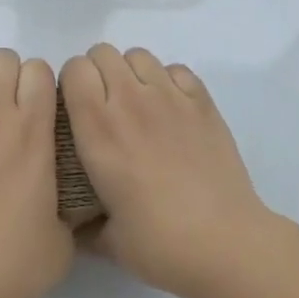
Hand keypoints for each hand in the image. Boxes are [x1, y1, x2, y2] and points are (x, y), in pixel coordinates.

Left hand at [0, 48, 72, 297]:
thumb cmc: (9, 265)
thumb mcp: (63, 242)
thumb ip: (71, 209)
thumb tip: (73, 204)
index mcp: (32, 132)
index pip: (39, 70)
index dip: (41, 84)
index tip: (39, 108)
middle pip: (3, 59)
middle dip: (9, 78)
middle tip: (7, 111)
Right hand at [61, 44, 276, 297]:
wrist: (226, 245)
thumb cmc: (160, 244)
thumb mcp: (108, 241)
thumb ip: (83, 226)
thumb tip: (73, 225)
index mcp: (97, 129)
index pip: (74, 68)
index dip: (72, 82)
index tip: (77, 107)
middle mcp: (129, 101)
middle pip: (103, 53)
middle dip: (98, 72)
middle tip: (106, 106)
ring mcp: (169, 97)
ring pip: (139, 56)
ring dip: (132, 73)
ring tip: (139, 105)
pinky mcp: (202, 102)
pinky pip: (176, 69)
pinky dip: (169, 81)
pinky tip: (172, 111)